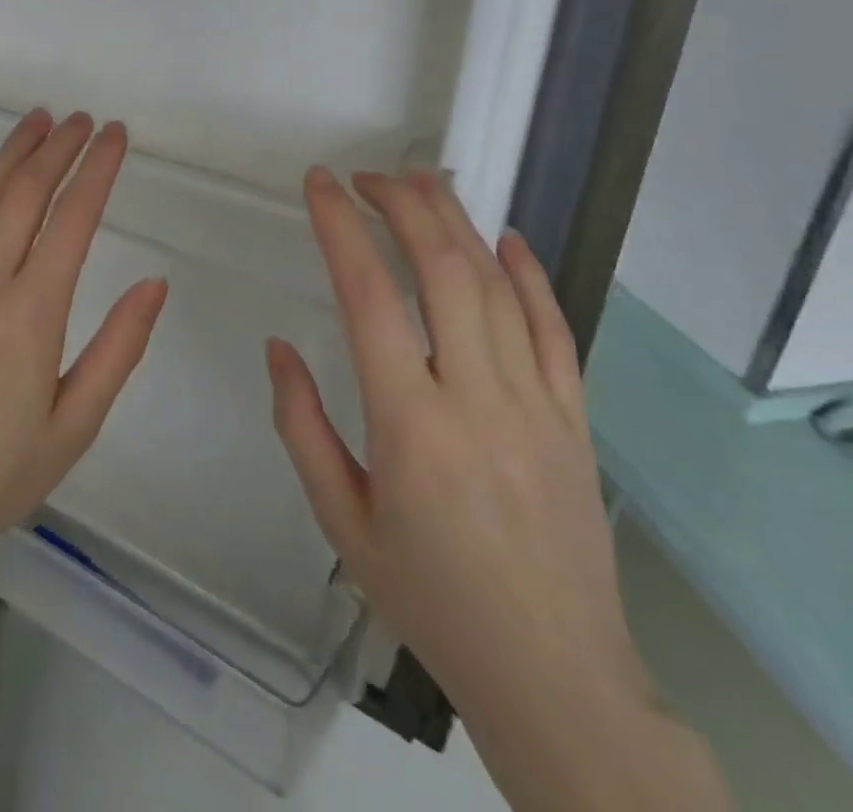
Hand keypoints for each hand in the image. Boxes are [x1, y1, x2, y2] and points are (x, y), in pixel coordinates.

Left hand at [0, 109, 168, 583]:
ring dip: (10, 153)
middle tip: (81, 119)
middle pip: (26, 193)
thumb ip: (117, 348)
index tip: (115, 136)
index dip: (98, 169)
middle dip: (58, 148)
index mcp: (34, 311)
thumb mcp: (74, 425)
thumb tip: (154, 283)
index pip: (74, 218)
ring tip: (36, 120)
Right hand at [267, 168, 648, 722]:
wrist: (555, 677)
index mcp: (409, 423)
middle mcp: (476, 396)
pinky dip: (529, 274)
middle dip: (402, 205)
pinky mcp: (574, 417)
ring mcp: (536, 402)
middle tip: (366, 175)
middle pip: (442, 269)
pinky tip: (506, 238)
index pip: (368, 295)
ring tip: (420, 182)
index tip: (319, 184)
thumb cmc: (430, 597)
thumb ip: (301, 425)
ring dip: (456, 222)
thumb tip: (278, 347)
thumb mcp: (340, 520)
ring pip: (497, 285)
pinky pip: (554, 328)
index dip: (340, 227)